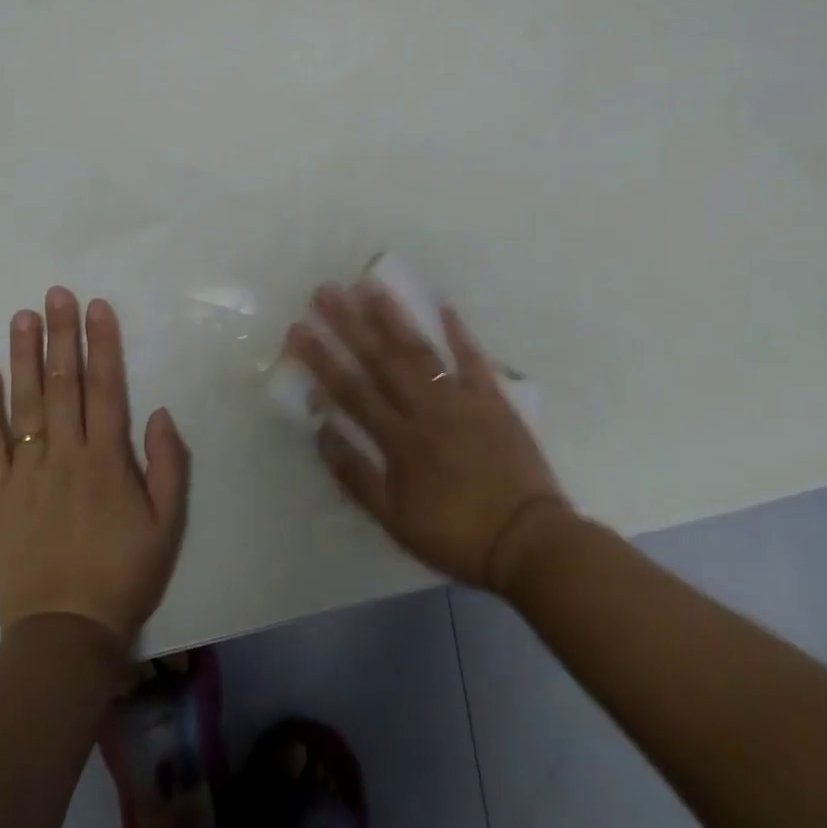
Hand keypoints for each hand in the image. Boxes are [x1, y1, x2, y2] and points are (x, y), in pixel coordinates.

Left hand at [0, 287, 189, 645]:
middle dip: (61, 335)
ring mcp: (25, 474)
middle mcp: (64, 456)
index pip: (104, 387)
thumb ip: (168, 465)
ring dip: (24, 357)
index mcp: (107, 460)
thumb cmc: (123, 574)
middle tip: (56, 294)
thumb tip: (157, 411)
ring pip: (24, 404)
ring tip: (21, 317)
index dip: (102, 344)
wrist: (63, 634)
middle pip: (62, 384)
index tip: (96, 307)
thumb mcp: (167, 524)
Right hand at [286, 282, 569, 591]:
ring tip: (370, 286)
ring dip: (394, 317)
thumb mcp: (394, 520)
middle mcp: (426, 409)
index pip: (351, 390)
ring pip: (421, 351)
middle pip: (382, 360)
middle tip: (326, 291)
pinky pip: (474, 358)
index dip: (322, 358)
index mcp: (399, 440)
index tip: (298, 329)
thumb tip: (321, 429)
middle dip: (350, 324)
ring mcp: (462, 399)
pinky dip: (459, 332)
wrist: (528, 541)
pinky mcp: (493, 398)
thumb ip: (355, 474)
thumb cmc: (456, 534)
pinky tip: (444, 305)